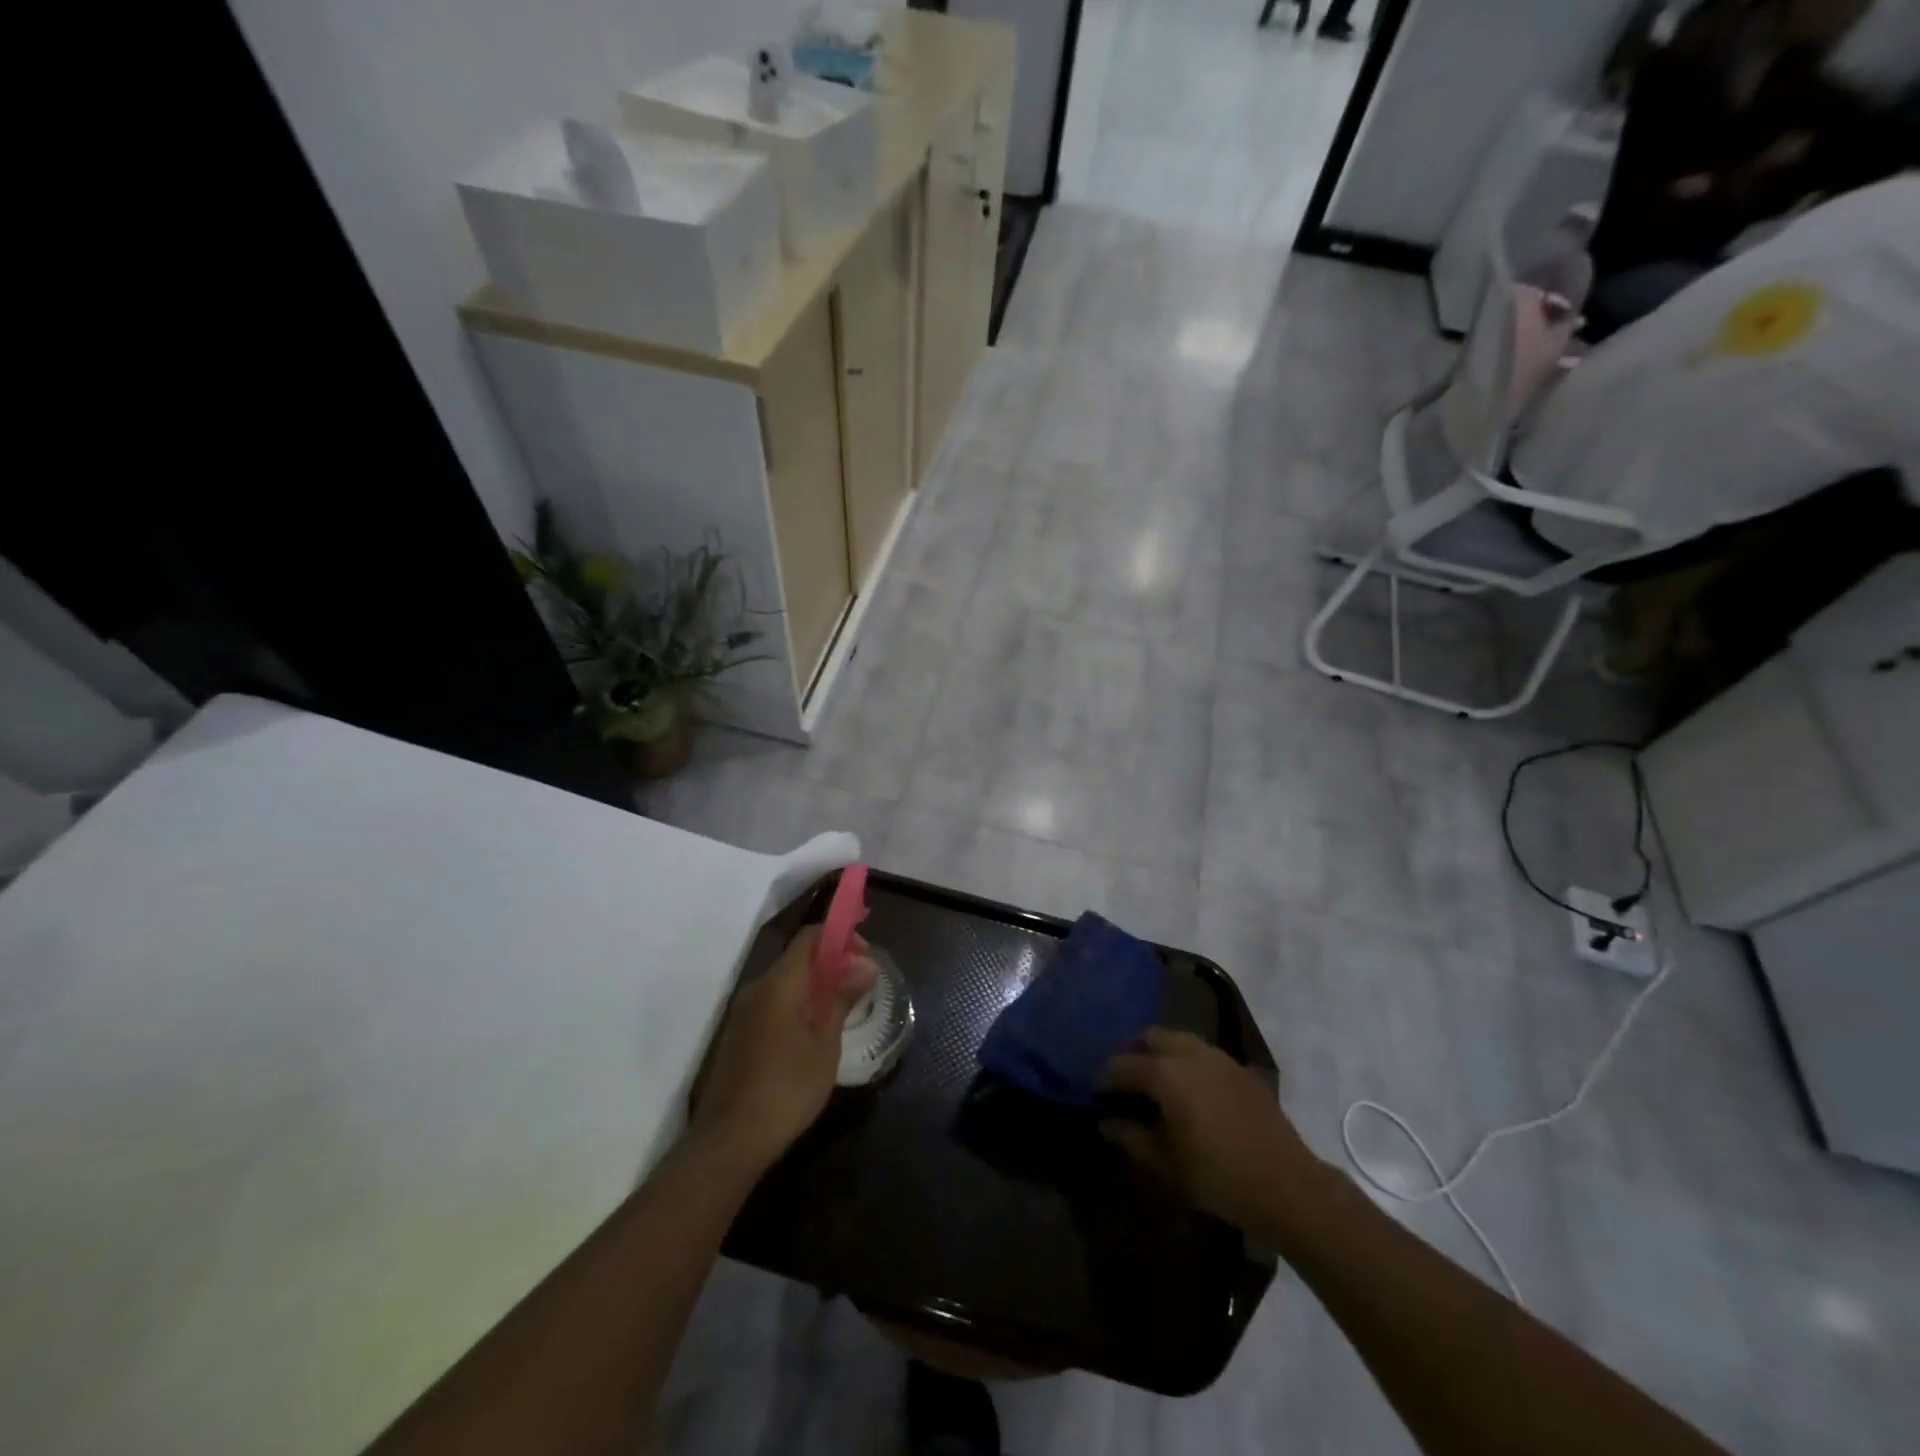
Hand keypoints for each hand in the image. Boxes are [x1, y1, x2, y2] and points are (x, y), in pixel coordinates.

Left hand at [688, 925, 877, 1173]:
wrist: (729, 1141)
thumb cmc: (787, 1088)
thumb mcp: (825, 1043)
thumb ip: (843, 998)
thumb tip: (866, 964)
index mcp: (780, 983)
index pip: (809, 937)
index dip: (840, 935)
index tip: (866, 951)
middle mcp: (758, 988)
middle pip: (797, 957)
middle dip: (832, 961)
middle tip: (860, 983)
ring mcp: (744, 1012)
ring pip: (786, 981)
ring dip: (816, 984)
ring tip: (843, 1008)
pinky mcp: (739, 1035)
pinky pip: (774, 1002)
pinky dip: (798, 1003)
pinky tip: (814, 1031)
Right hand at [1100, 1028, 1323, 1236]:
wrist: (1286, 1185)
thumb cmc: (1218, 1177)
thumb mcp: (1167, 1165)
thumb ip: (1132, 1137)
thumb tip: (1107, 1121)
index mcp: (1166, 1074)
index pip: (1123, 1064)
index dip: (1105, 1076)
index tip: (1095, 1089)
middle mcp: (1190, 1054)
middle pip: (1151, 1036)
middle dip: (1133, 1051)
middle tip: (1124, 1077)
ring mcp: (1219, 1058)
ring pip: (1179, 1038)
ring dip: (1162, 1051)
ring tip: (1155, 1079)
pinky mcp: (1241, 1069)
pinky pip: (1204, 1053)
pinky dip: (1188, 1060)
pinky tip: (1191, 1088)